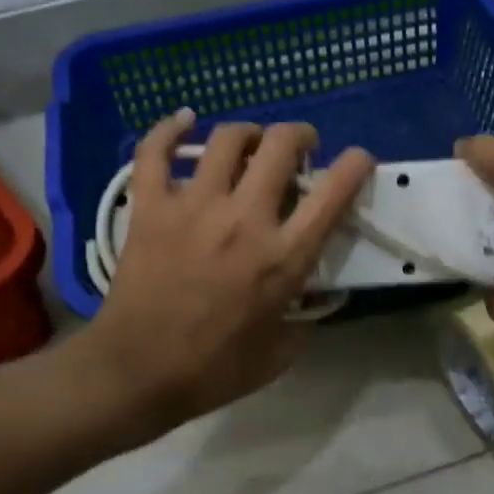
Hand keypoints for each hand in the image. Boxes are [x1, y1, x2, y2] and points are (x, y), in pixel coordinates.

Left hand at [86, 110, 374, 426]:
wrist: (137, 372)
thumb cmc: (213, 370)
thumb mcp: (280, 354)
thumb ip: (306, 320)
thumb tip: (315, 296)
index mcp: (283, 257)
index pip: (333, 193)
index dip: (355, 165)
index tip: (357, 159)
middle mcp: (243, 219)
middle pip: (280, 146)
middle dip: (299, 135)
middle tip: (299, 147)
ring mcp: (193, 206)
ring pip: (227, 139)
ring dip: (248, 132)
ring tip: (250, 143)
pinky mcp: (151, 206)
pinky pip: (155, 151)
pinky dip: (168, 129)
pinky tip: (184, 120)